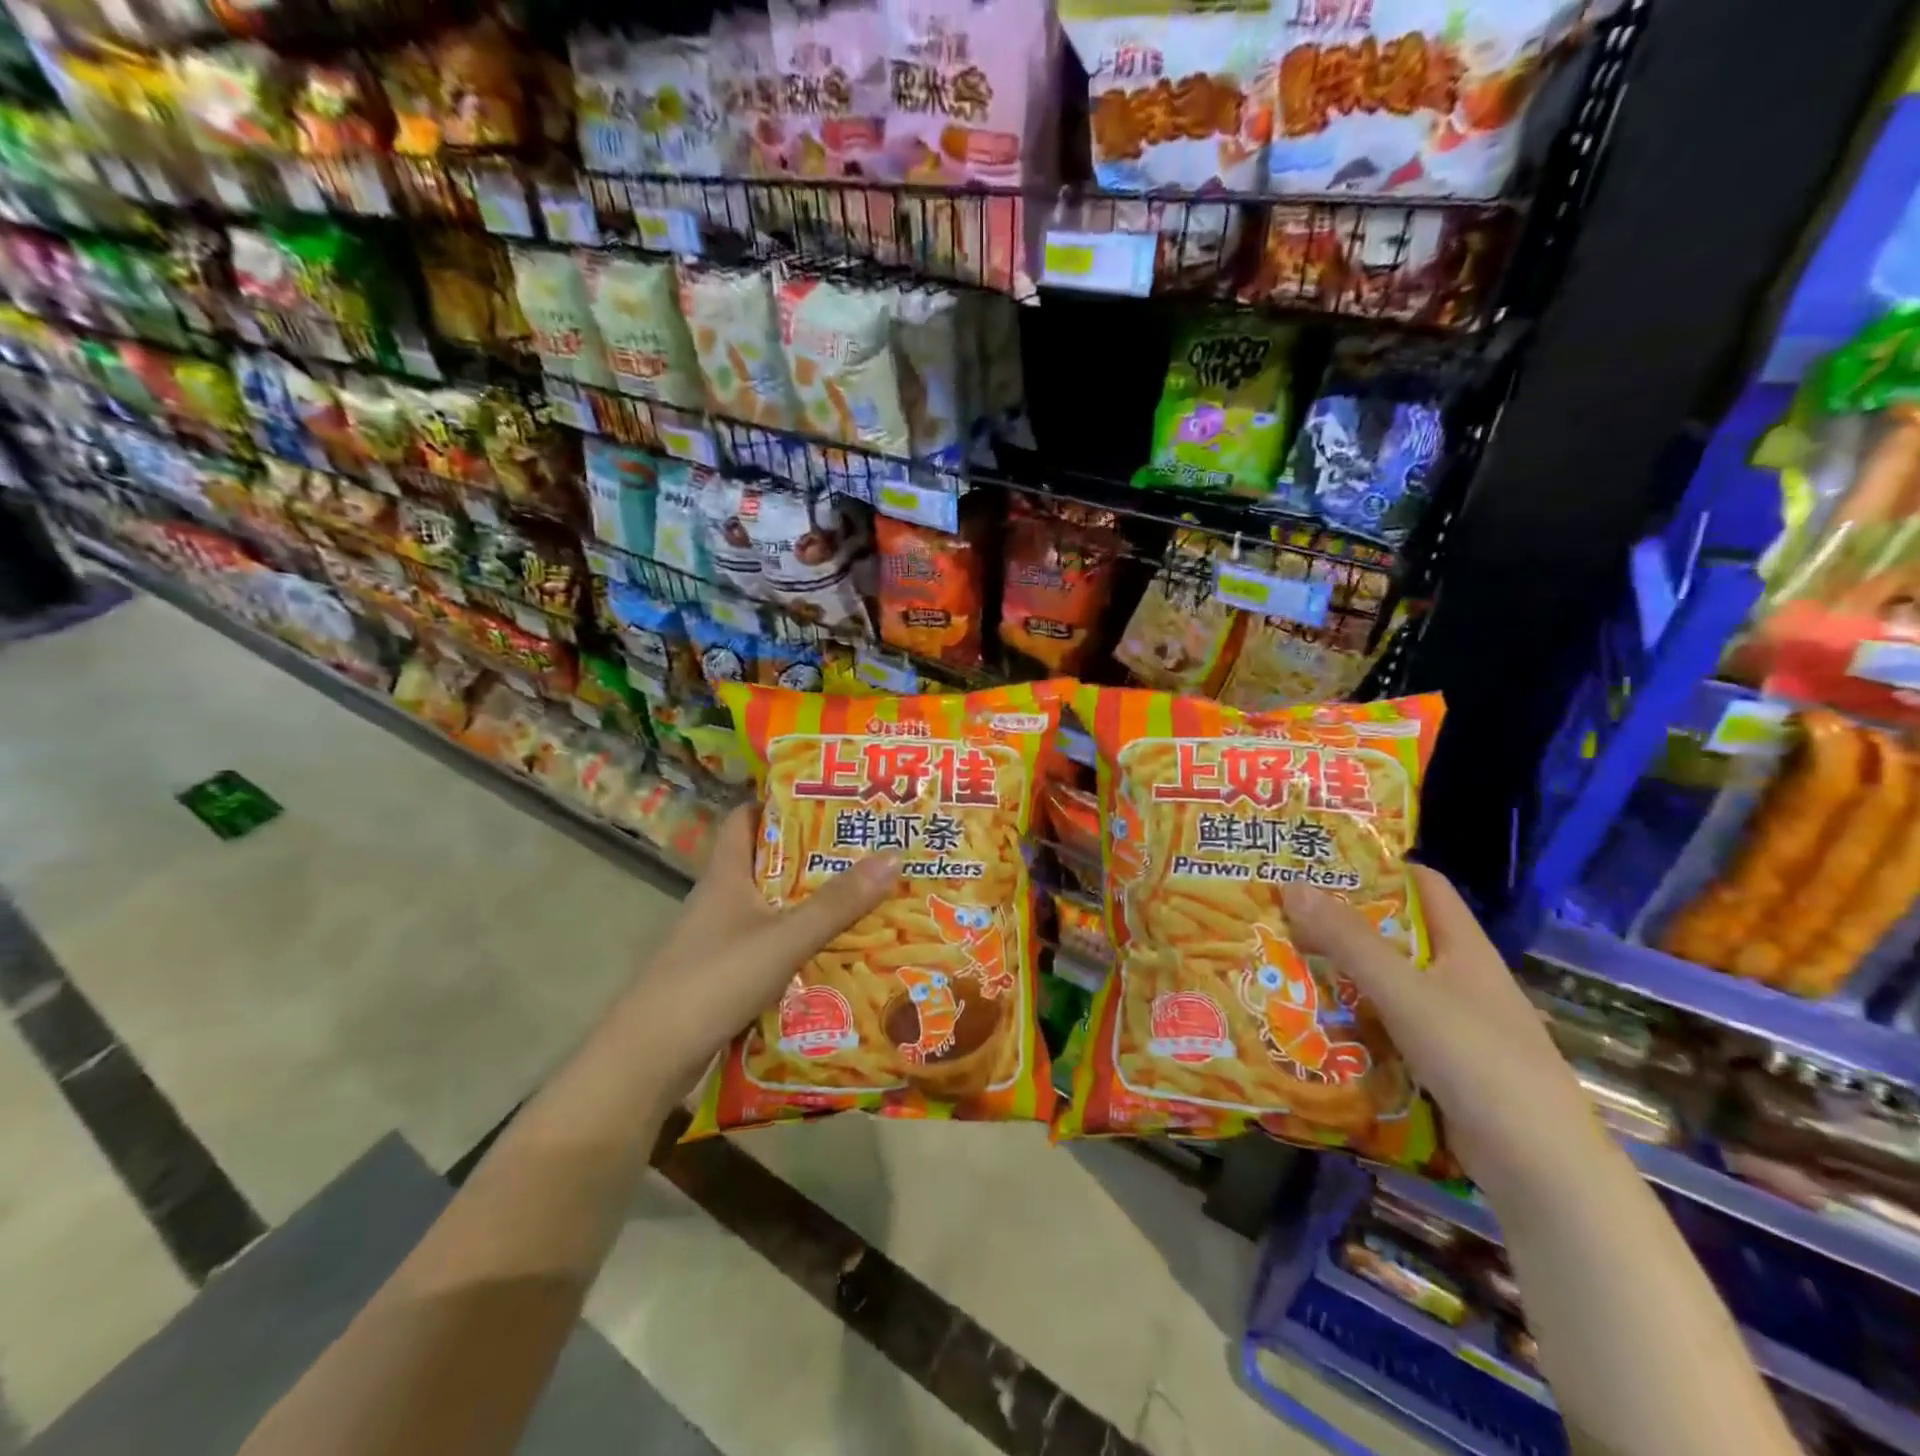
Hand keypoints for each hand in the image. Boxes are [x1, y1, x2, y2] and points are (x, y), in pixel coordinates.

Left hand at [627, 806, 901, 1089]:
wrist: (649, 1058)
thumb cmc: (714, 979)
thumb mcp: (784, 937)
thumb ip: (837, 903)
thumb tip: (893, 856)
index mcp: (725, 875)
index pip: (743, 819)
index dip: (776, 803)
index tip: (823, 797)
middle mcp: (719, 899)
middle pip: (766, 863)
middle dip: (811, 856)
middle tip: (862, 848)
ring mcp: (718, 939)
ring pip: (769, 907)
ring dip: (808, 902)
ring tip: (861, 896)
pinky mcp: (722, 974)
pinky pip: (768, 945)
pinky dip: (797, 942)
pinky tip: (832, 951)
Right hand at [1281, 866, 1606, 1198]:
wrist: (1542, 1169)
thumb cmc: (1478, 1060)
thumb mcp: (1405, 992)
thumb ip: (1349, 941)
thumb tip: (1292, 884)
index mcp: (1464, 948)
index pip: (1424, 886)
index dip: (1380, 867)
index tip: (1323, 863)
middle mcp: (1460, 979)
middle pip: (1398, 935)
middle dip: (1344, 923)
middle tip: (1285, 913)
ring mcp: (1453, 1025)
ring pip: (1389, 984)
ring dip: (1344, 974)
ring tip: (1284, 962)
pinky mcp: (1442, 1066)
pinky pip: (1389, 1027)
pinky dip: (1355, 1020)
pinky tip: (1314, 1022)